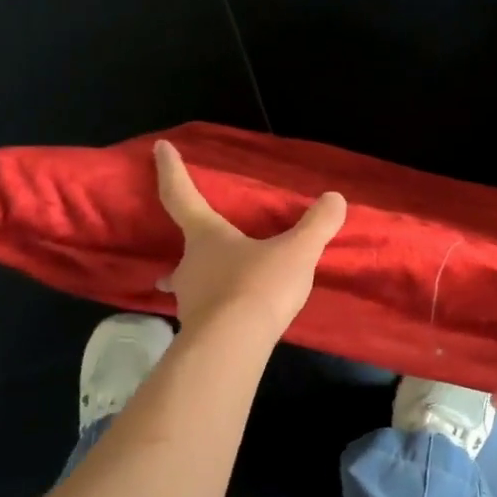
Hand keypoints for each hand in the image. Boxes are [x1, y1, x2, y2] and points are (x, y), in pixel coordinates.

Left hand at [154, 140, 345, 338]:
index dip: (171, 170)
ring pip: (189, 284)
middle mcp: (189, 266)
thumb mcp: (297, 253)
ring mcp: (189, 302)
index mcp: (206, 237)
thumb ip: (317, 226)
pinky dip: (213, 311)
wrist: (233, 347)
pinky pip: (204, 314)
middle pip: (184, 248)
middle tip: (197, 243)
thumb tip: (336, 198)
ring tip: (210, 285)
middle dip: (191, 242)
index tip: (160, 148)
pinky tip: (227, 319)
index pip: (182, 195)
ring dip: (198, 280)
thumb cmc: (258, 287)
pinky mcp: (197, 332)